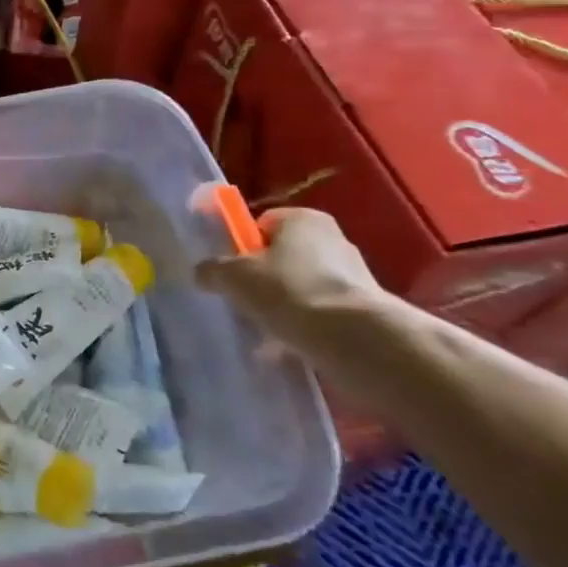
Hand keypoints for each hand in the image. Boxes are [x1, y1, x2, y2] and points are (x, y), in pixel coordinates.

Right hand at [195, 208, 393, 373]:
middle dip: (263, 280)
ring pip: (301, 287)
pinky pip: (321, 313)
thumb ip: (212, 270)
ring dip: (283, 306)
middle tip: (244, 302)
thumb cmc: (287, 290)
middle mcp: (333, 239)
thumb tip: (203, 274)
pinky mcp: (364, 309)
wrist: (353, 338)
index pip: (262, 225)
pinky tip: (288, 347)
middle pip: (282, 257)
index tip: (232, 272)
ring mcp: (353, 275)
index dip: (242, 247)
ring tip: (264, 332)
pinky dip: (304, 327)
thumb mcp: (232, 276)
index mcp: (303, 219)